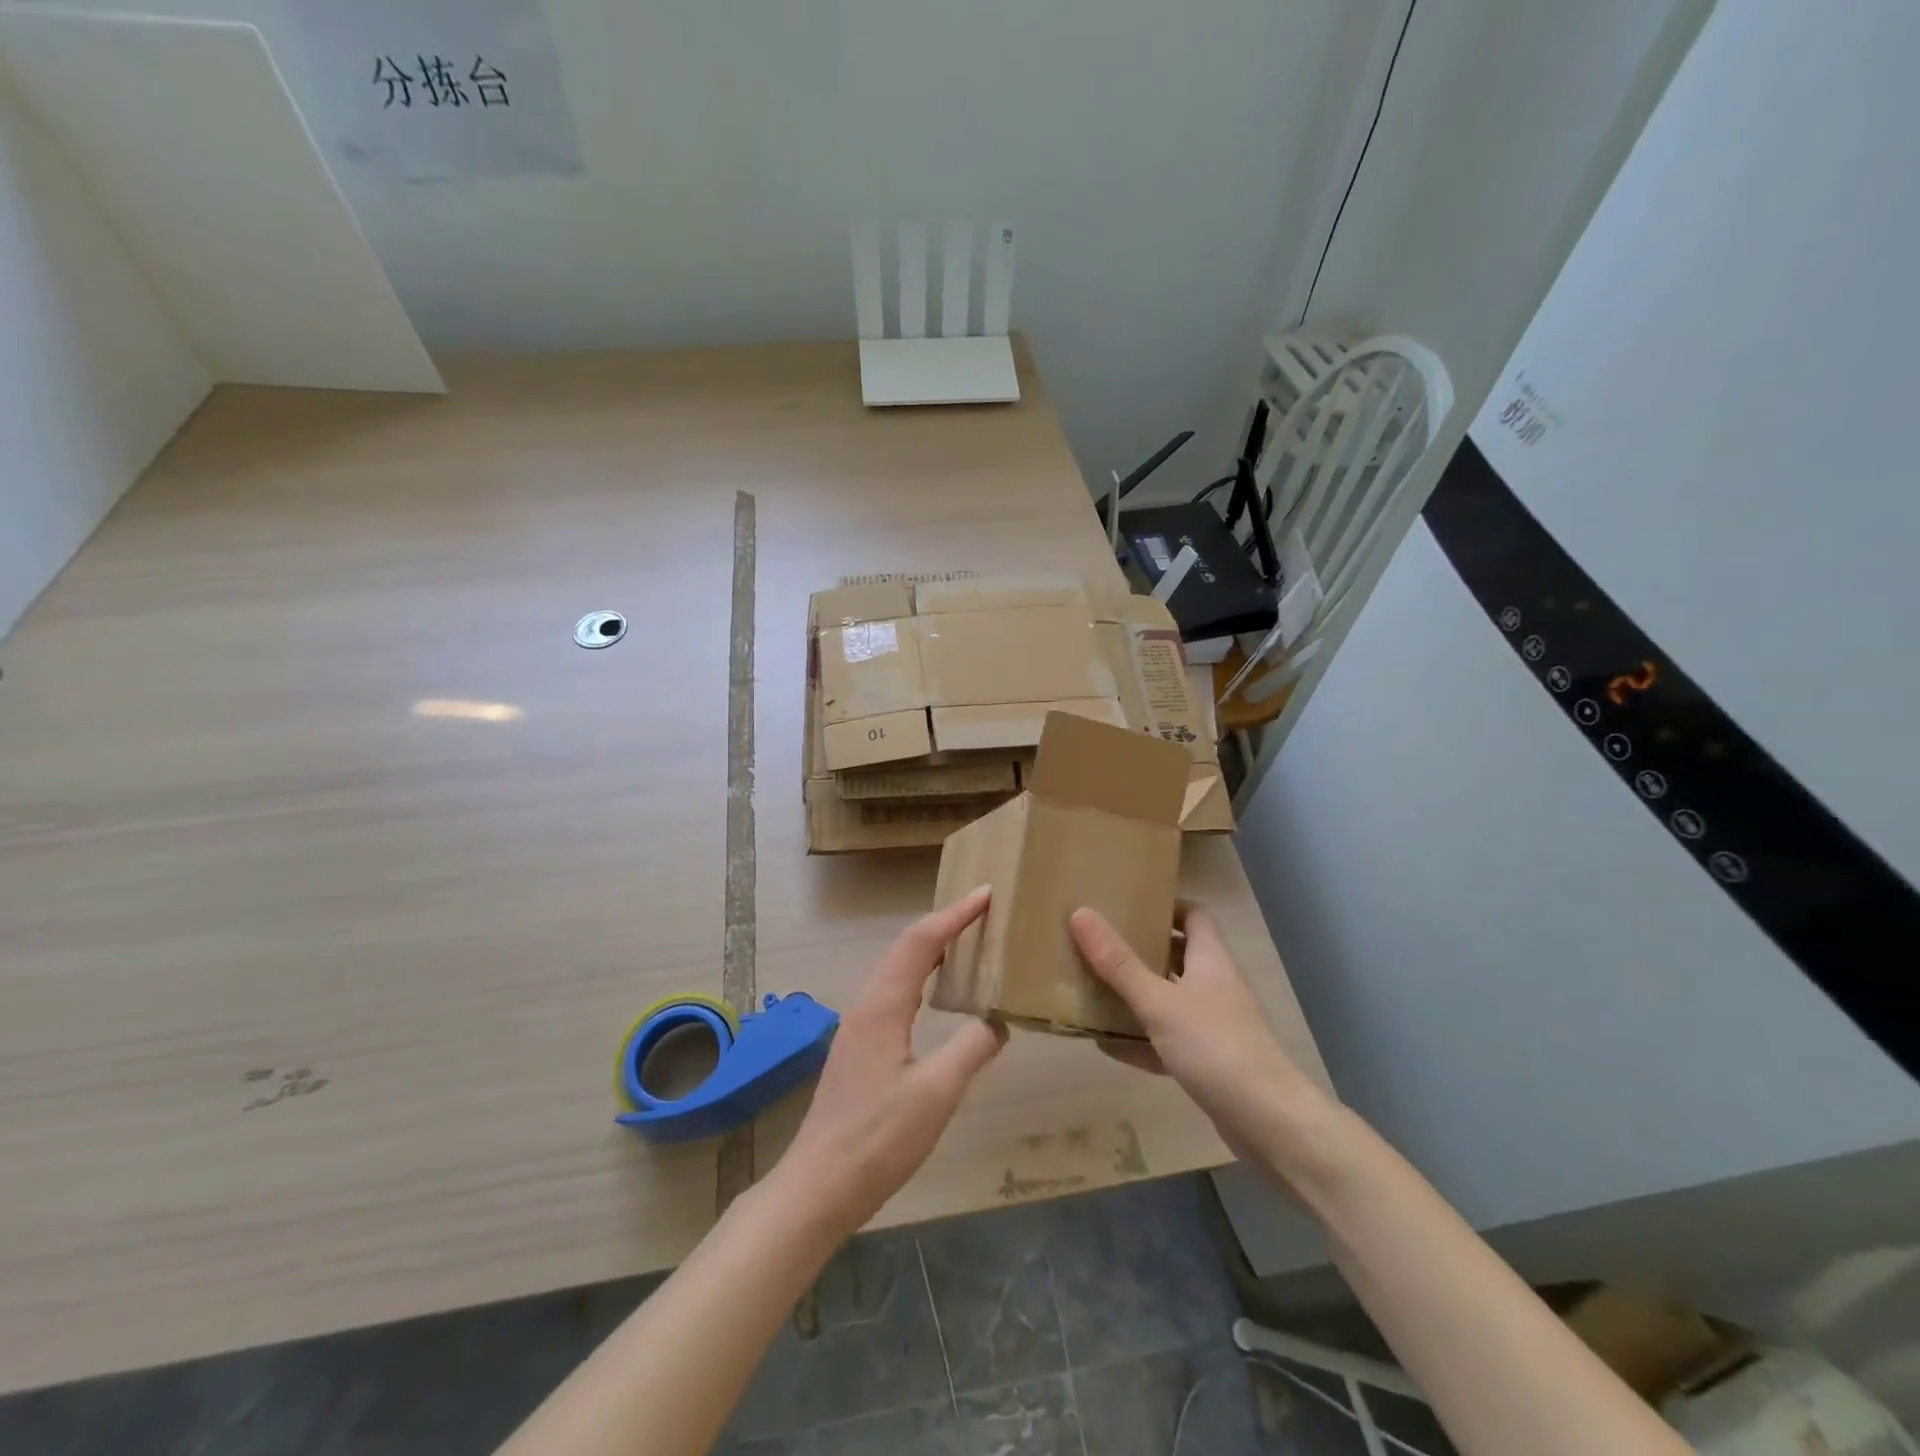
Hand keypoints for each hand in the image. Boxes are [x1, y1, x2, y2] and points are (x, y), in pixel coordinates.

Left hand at [771, 887, 1006, 1238]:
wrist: (818, 1187)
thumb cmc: (877, 1139)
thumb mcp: (936, 1094)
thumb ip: (971, 1050)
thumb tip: (998, 1020)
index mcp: (883, 1006)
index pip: (922, 942)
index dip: (955, 914)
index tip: (988, 894)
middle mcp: (867, 1005)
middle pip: (907, 947)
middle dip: (945, 924)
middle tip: (985, 914)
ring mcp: (859, 1026)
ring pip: (898, 969)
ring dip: (932, 949)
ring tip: (969, 943)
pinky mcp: (859, 1047)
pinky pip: (894, 992)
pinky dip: (922, 976)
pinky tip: (938, 995)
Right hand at [1068, 903, 1324, 1156]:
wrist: (1269, 1123)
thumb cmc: (1215, 1046)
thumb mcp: (1158, 1002)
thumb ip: (1118, 962)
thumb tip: (1080, 913)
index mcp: (1210, 959)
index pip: (1193, 915)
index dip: (1164, 907)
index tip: (1127, 907)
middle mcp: (1215, 985)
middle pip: (1178, 955)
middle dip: (1140, 950)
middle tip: (1099, 946)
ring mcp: (1214, 1025)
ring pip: (1170, 999)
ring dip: (1136, 996)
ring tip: (1093, 989)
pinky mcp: (1209, 1061)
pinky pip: (1167, 1040)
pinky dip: (1140, 1040)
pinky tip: (1106, 1045)